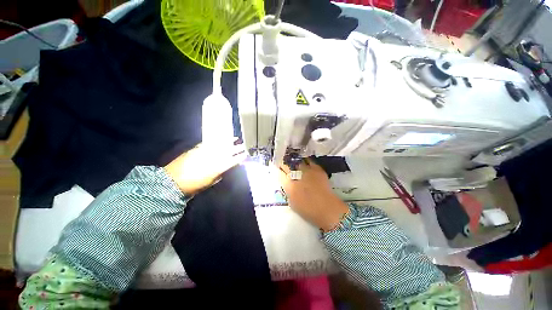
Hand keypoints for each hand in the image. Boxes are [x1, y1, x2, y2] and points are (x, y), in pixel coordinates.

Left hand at [165, 139, 245, 194]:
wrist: (173, 181)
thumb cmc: (194, 185)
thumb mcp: (210, 182)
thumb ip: (220, 174)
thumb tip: (226, 169)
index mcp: (218, 167)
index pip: (233, 160)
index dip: (240, 157)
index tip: (245, 155)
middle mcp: (214, 157)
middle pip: (229, 151)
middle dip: (237, 148)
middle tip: (243, 146)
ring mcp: (205, 151)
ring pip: (220, 145)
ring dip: (229, 141)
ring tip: (235, 138)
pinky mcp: (197, 148)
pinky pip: (210, 143)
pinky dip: (217, 140)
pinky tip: (221, 138)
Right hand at [279, 159, 348, 231]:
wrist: (327, 208)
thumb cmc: (308, 210)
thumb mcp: (292, 202)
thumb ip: (288, 191)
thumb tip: (287, 183)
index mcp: (289, 184)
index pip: (279, 172)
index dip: (276, 168)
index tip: (275, 167)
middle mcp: (296, 175)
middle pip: (287, 165)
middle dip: (284, 164)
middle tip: (283, 164)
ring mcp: (307, 170)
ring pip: (297, 161)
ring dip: (293, 162)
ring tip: (293, 162)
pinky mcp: (317, 169)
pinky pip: (309, 161)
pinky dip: (305, 161)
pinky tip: (304, 162)